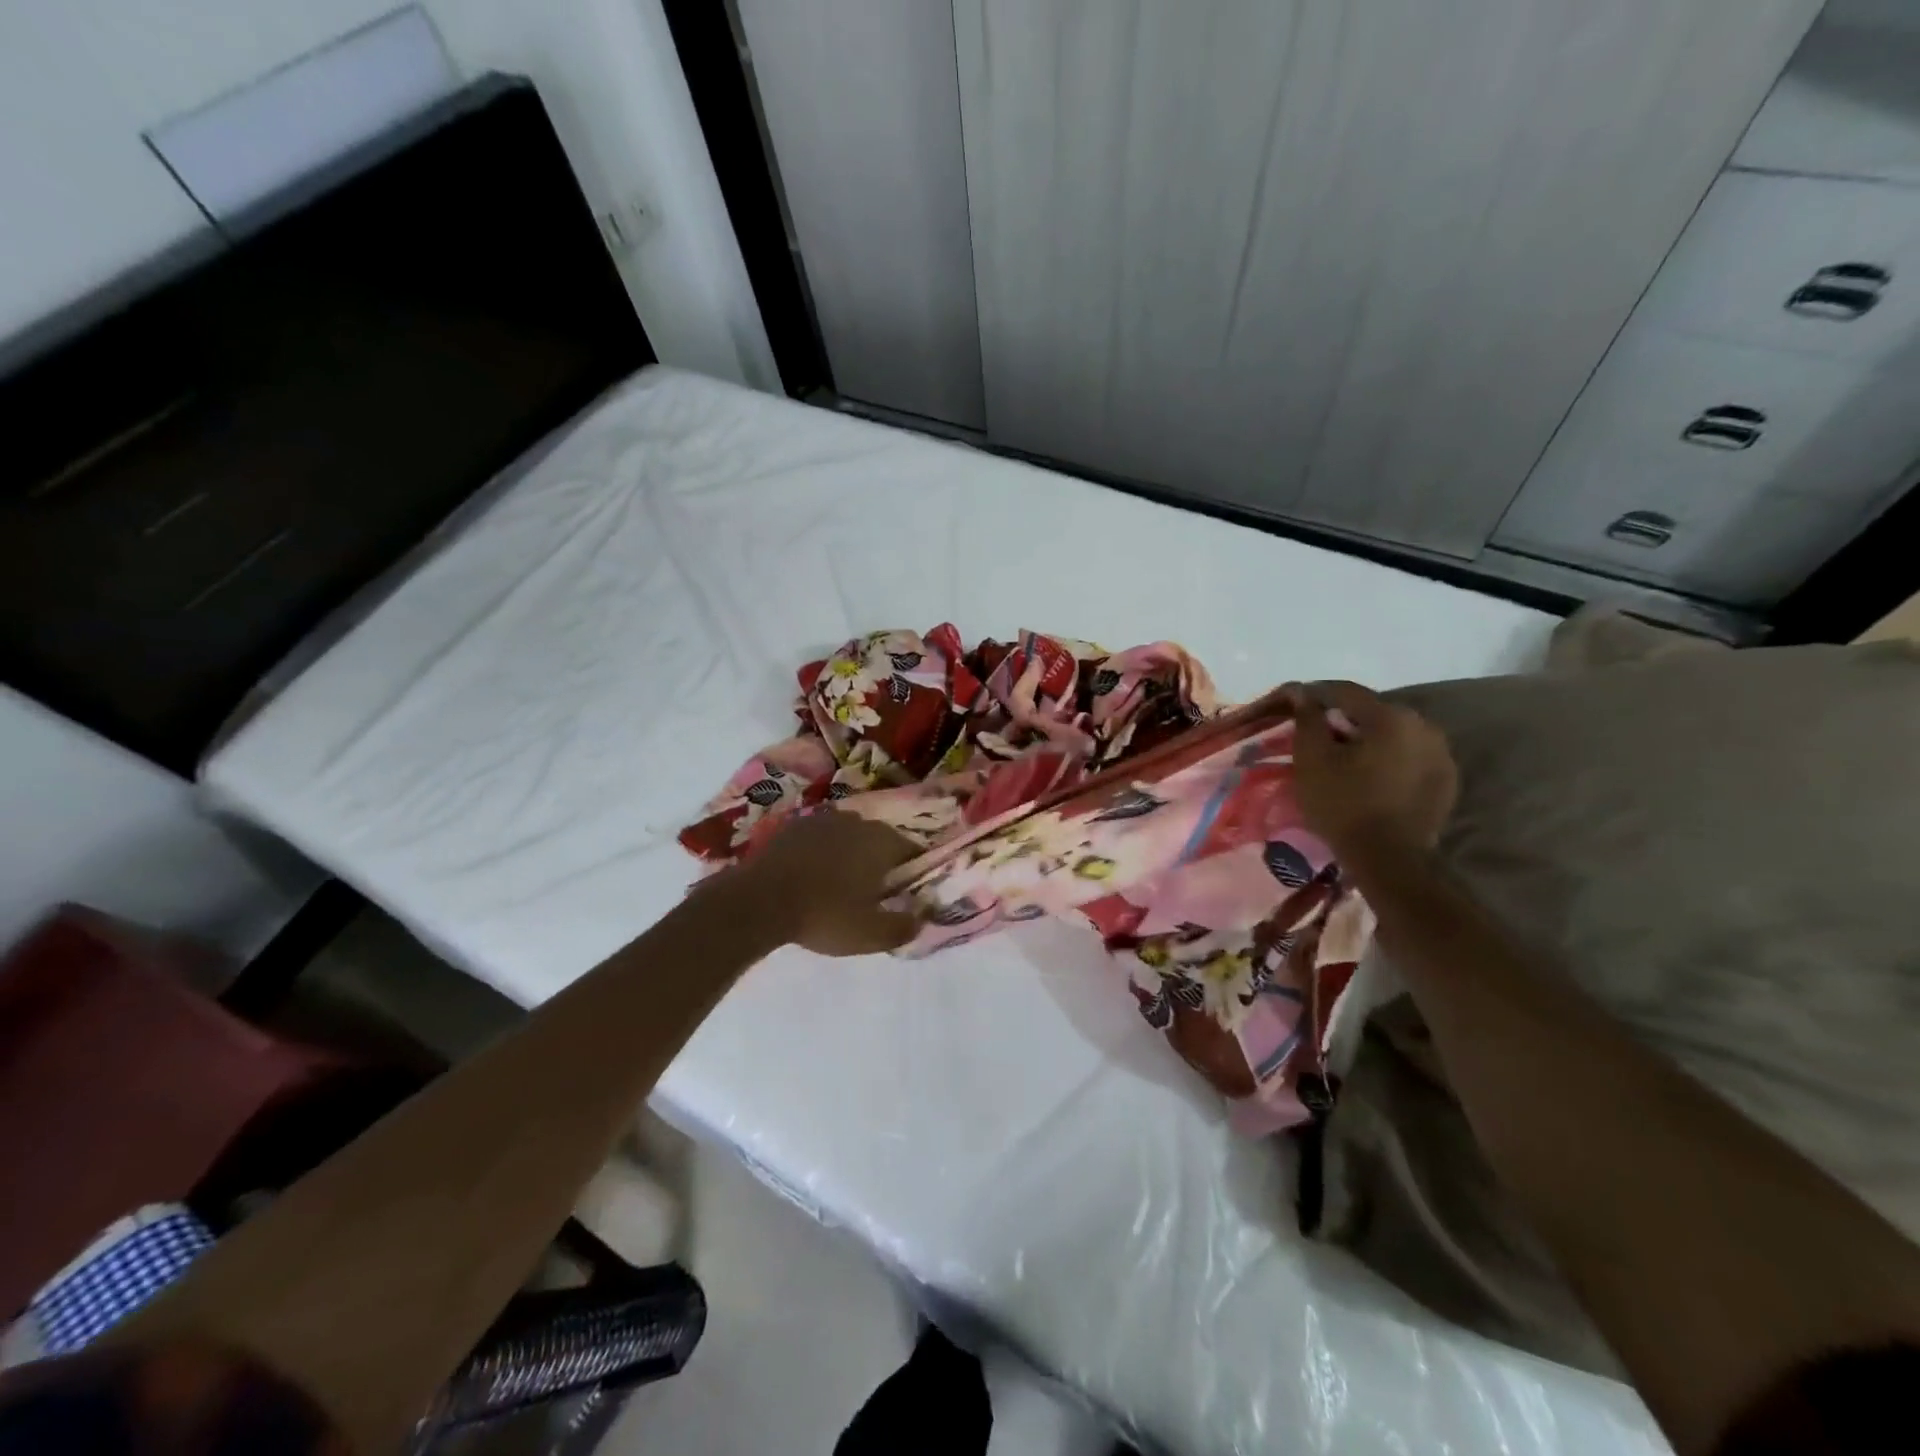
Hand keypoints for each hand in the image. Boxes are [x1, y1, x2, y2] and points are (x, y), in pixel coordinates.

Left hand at [718, 810, 921, 954]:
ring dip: (849, 854)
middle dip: (880, 862)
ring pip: (848, 836)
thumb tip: (921, 918)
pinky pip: (819, 838)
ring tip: (839, 884)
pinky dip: (821, 852)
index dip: (912, 871)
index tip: (905, 893)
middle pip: (880, 840)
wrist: (759, 900)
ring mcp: (823, 819)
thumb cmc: (824, 915)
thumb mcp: (871, 934)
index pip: (912, 849)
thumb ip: (904, 927)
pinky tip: (811, 875)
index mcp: (882, 842)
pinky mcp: (793, 825)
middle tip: (872, 893)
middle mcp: (857, 821)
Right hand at [1287, 681, 1457, 860]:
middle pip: (1373, 712)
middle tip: (1318, 739)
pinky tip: (1371, 779)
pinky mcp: (1447, 780)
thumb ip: (1307, 719)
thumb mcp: (1311, 759)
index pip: (1345, 691)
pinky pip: (1410, 757)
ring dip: (1369, 740)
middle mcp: (1424, 725)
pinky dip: (1389, 760)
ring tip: (1345, 761)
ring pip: (1394, 735)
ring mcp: (1442, 754)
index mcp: (1391, 716)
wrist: (1389, 860)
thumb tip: (1304, 693)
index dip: (1316, 695)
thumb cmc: (1344, 804)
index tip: (1295, 706)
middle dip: (1344, 720)